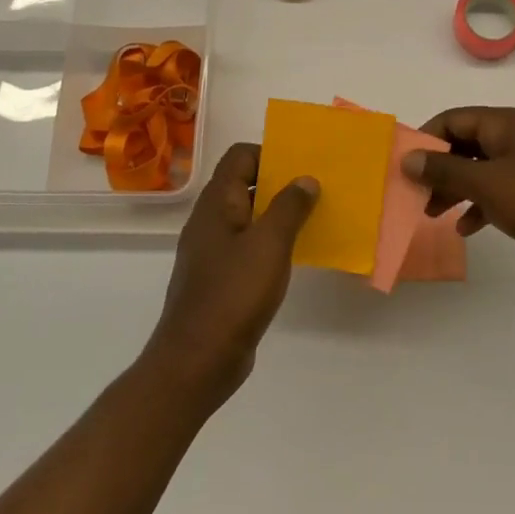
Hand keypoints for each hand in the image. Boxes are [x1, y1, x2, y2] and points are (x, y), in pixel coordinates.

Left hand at [145, 142, 318, 407]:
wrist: (198, 360)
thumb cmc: (233, 294)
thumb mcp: (269, 244)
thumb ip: (289, 207)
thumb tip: (305, 179)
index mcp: (216, 204)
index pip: (239, 157)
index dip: (270, 153)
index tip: (302, 165)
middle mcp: (210, 221)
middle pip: (244, 185)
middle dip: (280, 183)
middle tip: (317, 189)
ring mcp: (212, 252)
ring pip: (248, 217)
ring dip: (278, 214)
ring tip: (314, 219)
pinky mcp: (220, 279)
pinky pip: (248, 246)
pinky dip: (271, 243)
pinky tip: (294, 255)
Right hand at [404, 106, 514, 284]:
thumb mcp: (485, 184)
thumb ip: (444, 170)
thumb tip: (408, 157)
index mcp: (508, 123)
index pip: (456, 118)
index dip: (427, 138)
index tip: (405, 164)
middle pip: (468, 144)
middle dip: (440, 168)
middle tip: (416, 193)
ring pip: (484, 169)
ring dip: (457, 189)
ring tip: (434, 214)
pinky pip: (502, 190)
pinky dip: (481, 204)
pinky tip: (467, 229)